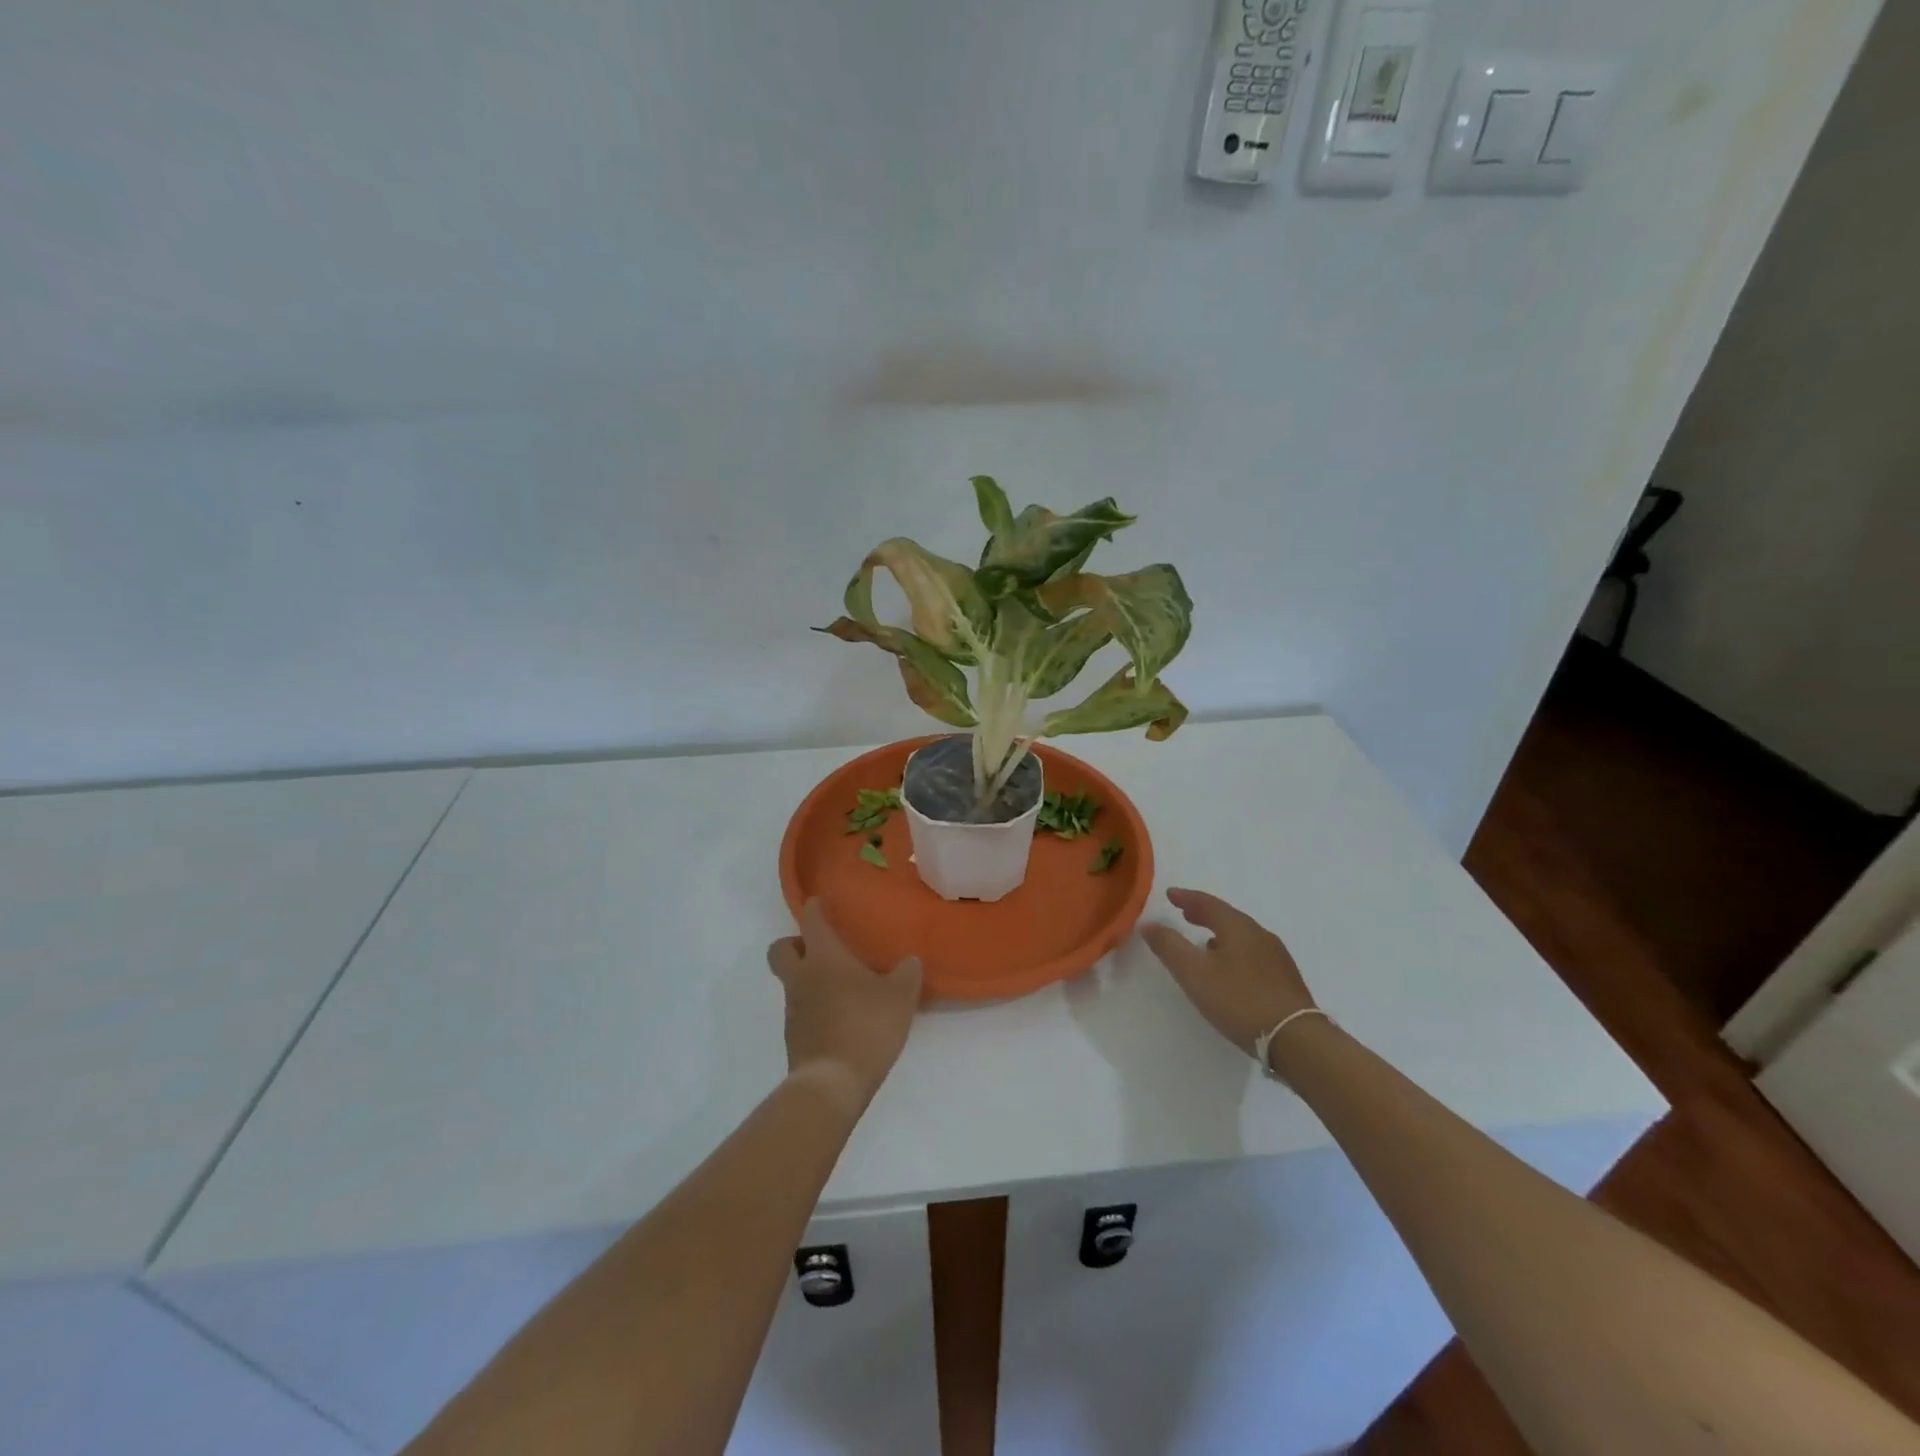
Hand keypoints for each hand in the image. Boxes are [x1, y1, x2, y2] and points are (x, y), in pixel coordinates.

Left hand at [767, 899, 922, 1112]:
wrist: (832, 1084)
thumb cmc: (866, 1026)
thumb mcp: (900, 997)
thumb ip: (907, 974)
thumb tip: (909, 961)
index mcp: (824, 957)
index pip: (810, 919)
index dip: (815, 908)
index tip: (823, 903)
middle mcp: (801, 977)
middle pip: (781, 949)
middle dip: (795, 943)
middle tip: (821, 949)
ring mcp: (793, 1009)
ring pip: (790, 981)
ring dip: (807, 979)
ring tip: (841, 988)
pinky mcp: (794, 1037)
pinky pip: (800, 1010)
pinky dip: (814, 1008)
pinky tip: (841, 1018)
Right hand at [1141, 888, 1315, 1060]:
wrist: (1297, 1039)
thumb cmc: (1240, 1000)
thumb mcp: (1194, 973)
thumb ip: (1169, 946)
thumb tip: (1148, 923)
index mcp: (1238, 927)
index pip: (1208, 903)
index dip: (1186, 898)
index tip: (1170, 894)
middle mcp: (1260, 935)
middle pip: (1228, 917)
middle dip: (1204, 913)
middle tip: (1185, 913)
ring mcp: (1277, 957)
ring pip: (1242, 936)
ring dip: (1221, 933)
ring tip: (1205, 942)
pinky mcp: (1285, 979)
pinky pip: (1253, 953)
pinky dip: (1235, 950)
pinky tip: (1231, 969)